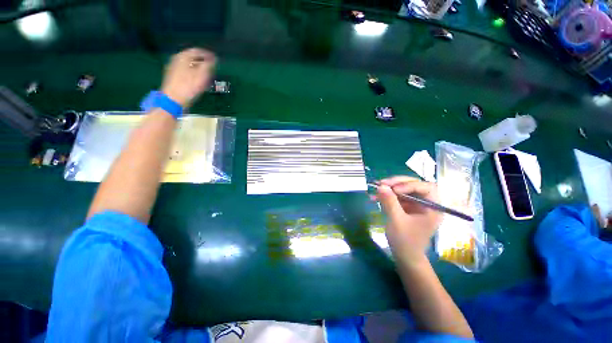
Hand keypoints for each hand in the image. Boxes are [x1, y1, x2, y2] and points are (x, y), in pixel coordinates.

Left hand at [161, 48, 216, 107]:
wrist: (173, 99)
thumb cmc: (188, 86)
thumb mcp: (202, 75)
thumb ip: (208, 65)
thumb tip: (214, 59)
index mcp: (183, 56)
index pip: (197, 51)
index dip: (208, 54)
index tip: (216, 59)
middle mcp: (177, 59)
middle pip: (192, 57)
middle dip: (203, 61)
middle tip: (212, 67)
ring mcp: (174, 68)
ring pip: (189, 65)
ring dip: (199, 68)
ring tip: (207, 74)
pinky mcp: (174, 77)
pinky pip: (186, 71)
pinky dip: (194, 73)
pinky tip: (198, 80)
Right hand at [373, 176, 442, 262]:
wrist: (404, 256)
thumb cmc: (405, 241)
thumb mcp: (396, 220)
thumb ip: (390, 202)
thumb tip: (381, 186)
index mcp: (433, 208)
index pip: (426, 187)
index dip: (410, 184)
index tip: (394, 189)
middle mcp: (426, 203)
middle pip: (414, 185)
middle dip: (397, 183)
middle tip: (381, 184)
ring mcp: (416, 205)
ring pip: (404, 189)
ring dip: (389, 188)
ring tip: (376, 189)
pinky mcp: (407, 208)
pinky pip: (397, 197)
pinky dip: (387, 195)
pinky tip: (375, 197)